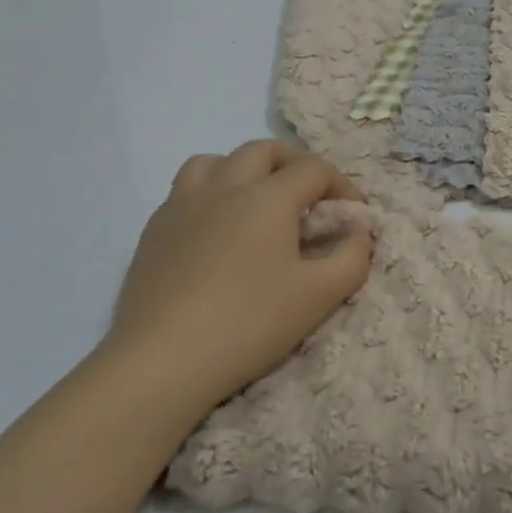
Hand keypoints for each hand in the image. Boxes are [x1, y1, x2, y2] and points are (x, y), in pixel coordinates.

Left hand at [106, 140, 372, 426]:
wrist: (161, 362)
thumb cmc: (249, 324)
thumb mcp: (320, 295)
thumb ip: (353, 255)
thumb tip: (358, 230)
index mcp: (269, 196)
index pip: (314, 169)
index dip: (341, 186)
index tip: (352, 218)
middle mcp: (225, 186)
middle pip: (265, 150)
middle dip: (295, 164)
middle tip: (310, 197)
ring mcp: (183, 204)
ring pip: (216, 160)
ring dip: (245, 170)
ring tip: (256, 201)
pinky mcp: (154, 230)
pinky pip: (186, 190)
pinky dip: (210, 194)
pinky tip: (216, 231)